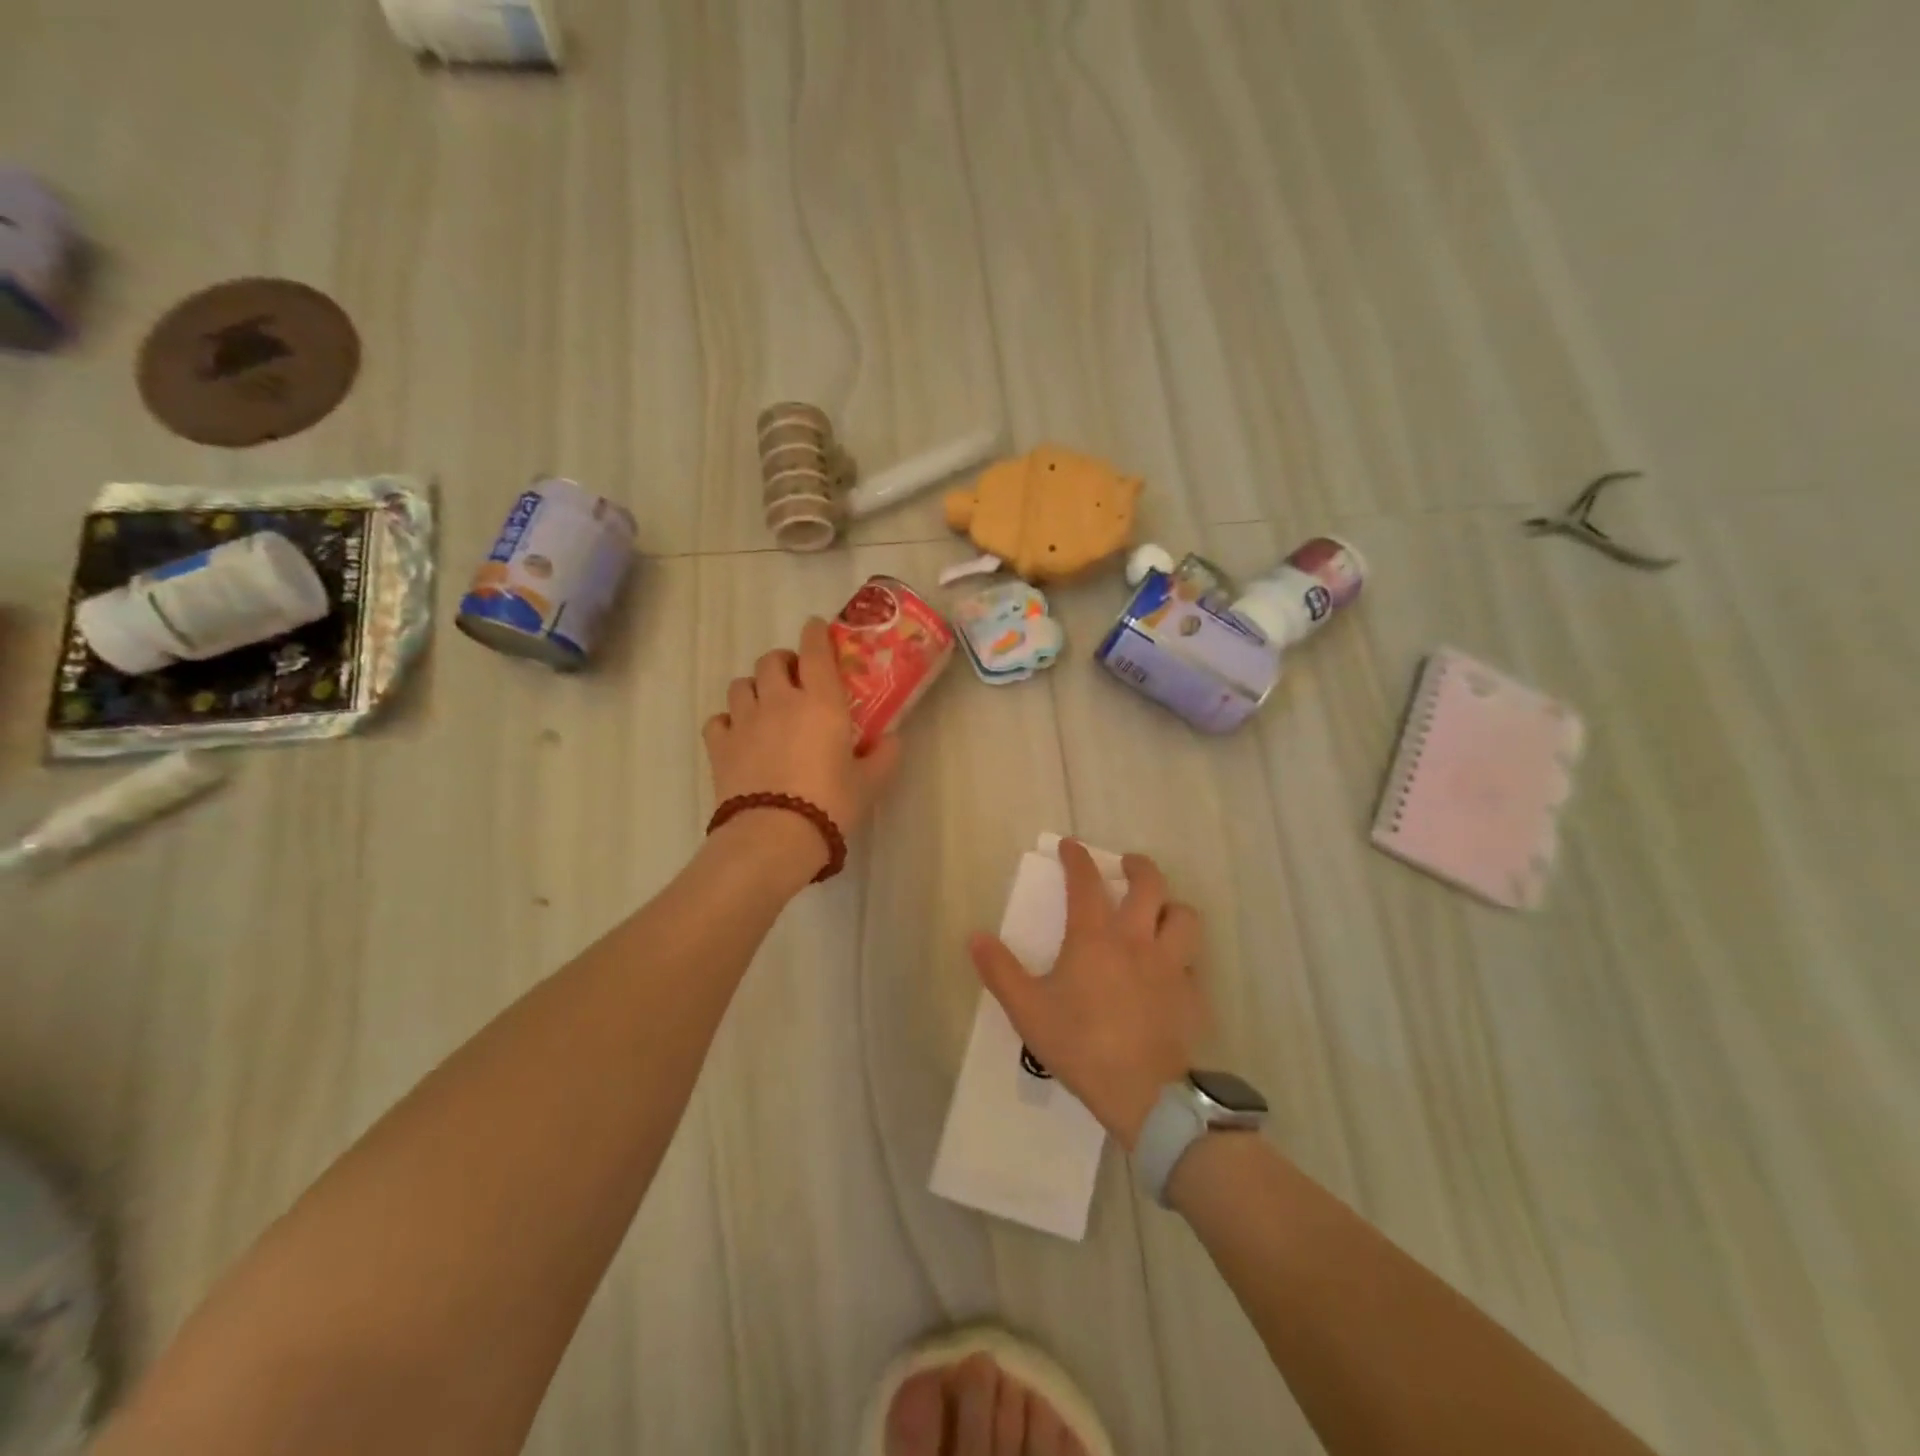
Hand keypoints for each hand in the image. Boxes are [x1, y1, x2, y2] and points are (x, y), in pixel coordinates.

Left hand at [703, 618, 902, 872]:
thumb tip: (893, 740)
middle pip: (771, 660)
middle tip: (795, 678)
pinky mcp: (720, 745)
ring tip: (765, 704)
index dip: (815, 633)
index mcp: (821, 701)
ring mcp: (745, 721)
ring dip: (755, 687)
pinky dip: (728, 720)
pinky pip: (718, 719)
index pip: (815, 649)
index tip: (816, 628)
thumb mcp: (870, 783)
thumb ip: (885, 756)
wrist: (774, 836)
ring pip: (741, 684)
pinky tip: (739, 734)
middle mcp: (780, 700)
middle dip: (783, 661)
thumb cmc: (830, 804)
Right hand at [968, 841, 1208, 1148]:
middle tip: (1127, 865)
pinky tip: (1171, 971)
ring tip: (1159, 911)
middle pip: (1149, 884)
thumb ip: (1000, 970)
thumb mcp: (1028, 1010)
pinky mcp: (1193, 994)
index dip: (1077, 858)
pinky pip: (1193, 961)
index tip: (1071, 845)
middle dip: (1138, 866)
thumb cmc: (1081, 1045)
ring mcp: (1171, 965)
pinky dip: (1182, 955)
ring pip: (1184, 916)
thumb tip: (975, 936)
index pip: (1086, 883)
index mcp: (1095, 938)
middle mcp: (1138, 940)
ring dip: (1171, 906)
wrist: (1144, 1093)